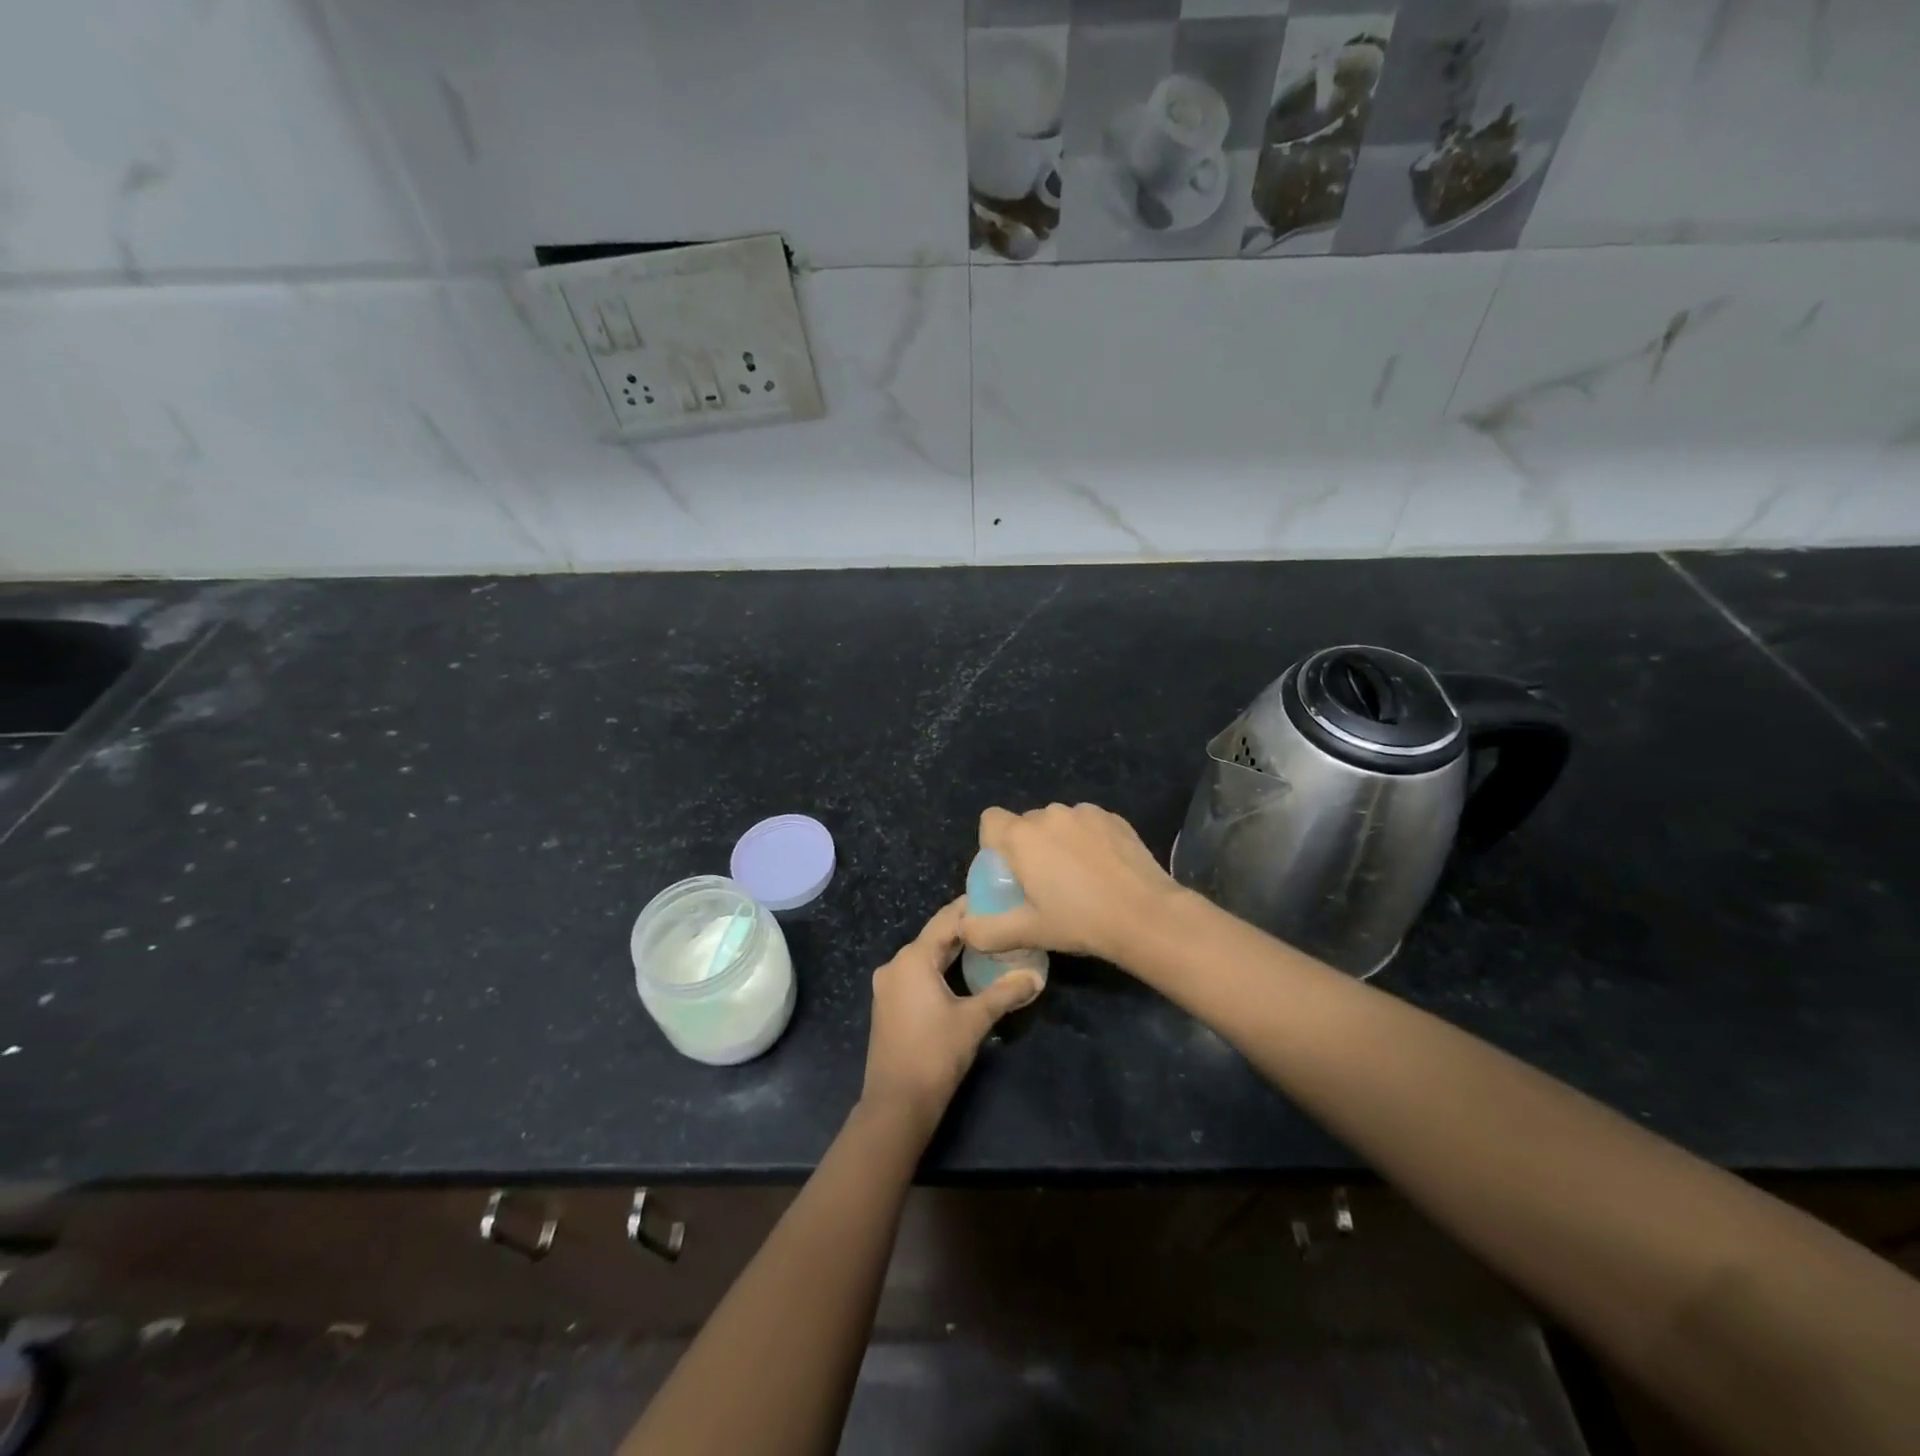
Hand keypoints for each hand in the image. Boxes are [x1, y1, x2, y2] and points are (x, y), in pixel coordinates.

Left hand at [861, 898, 1040, 1134]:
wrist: (897, 1103)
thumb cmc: (935, 1053)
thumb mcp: (975, 1019)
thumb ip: (1005, 993)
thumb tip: (1036, 977)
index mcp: (913, 958)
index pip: (946, 920)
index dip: (971, 908)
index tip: (997, 897)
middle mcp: (895, 964)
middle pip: (934, 937)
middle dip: (965, 929)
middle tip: (999, 920)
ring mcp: (888, 986)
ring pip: (925, 956)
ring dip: (953, 950)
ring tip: (987, 943)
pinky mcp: (889, 1005)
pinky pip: (917, 974)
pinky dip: (939, 969)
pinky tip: (962, 973)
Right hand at [961, 803, 1183, 966]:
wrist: (1146, 915)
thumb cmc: (1080, 922)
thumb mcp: (1028, 932)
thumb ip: (986, 931)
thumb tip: (964, 928)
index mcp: (1022, 836)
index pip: (990, 820)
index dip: (993, 844)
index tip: (1008, 873)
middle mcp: (1050, 814)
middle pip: (1025, 824)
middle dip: (1028, 847)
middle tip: (1043, 884)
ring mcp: (1084, 812)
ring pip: (1058, 823)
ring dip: (1058, 842)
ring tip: (1077, 878)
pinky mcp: (1113, 818)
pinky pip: (1086, 824)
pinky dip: (1087, 840)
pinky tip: (1102, 869)